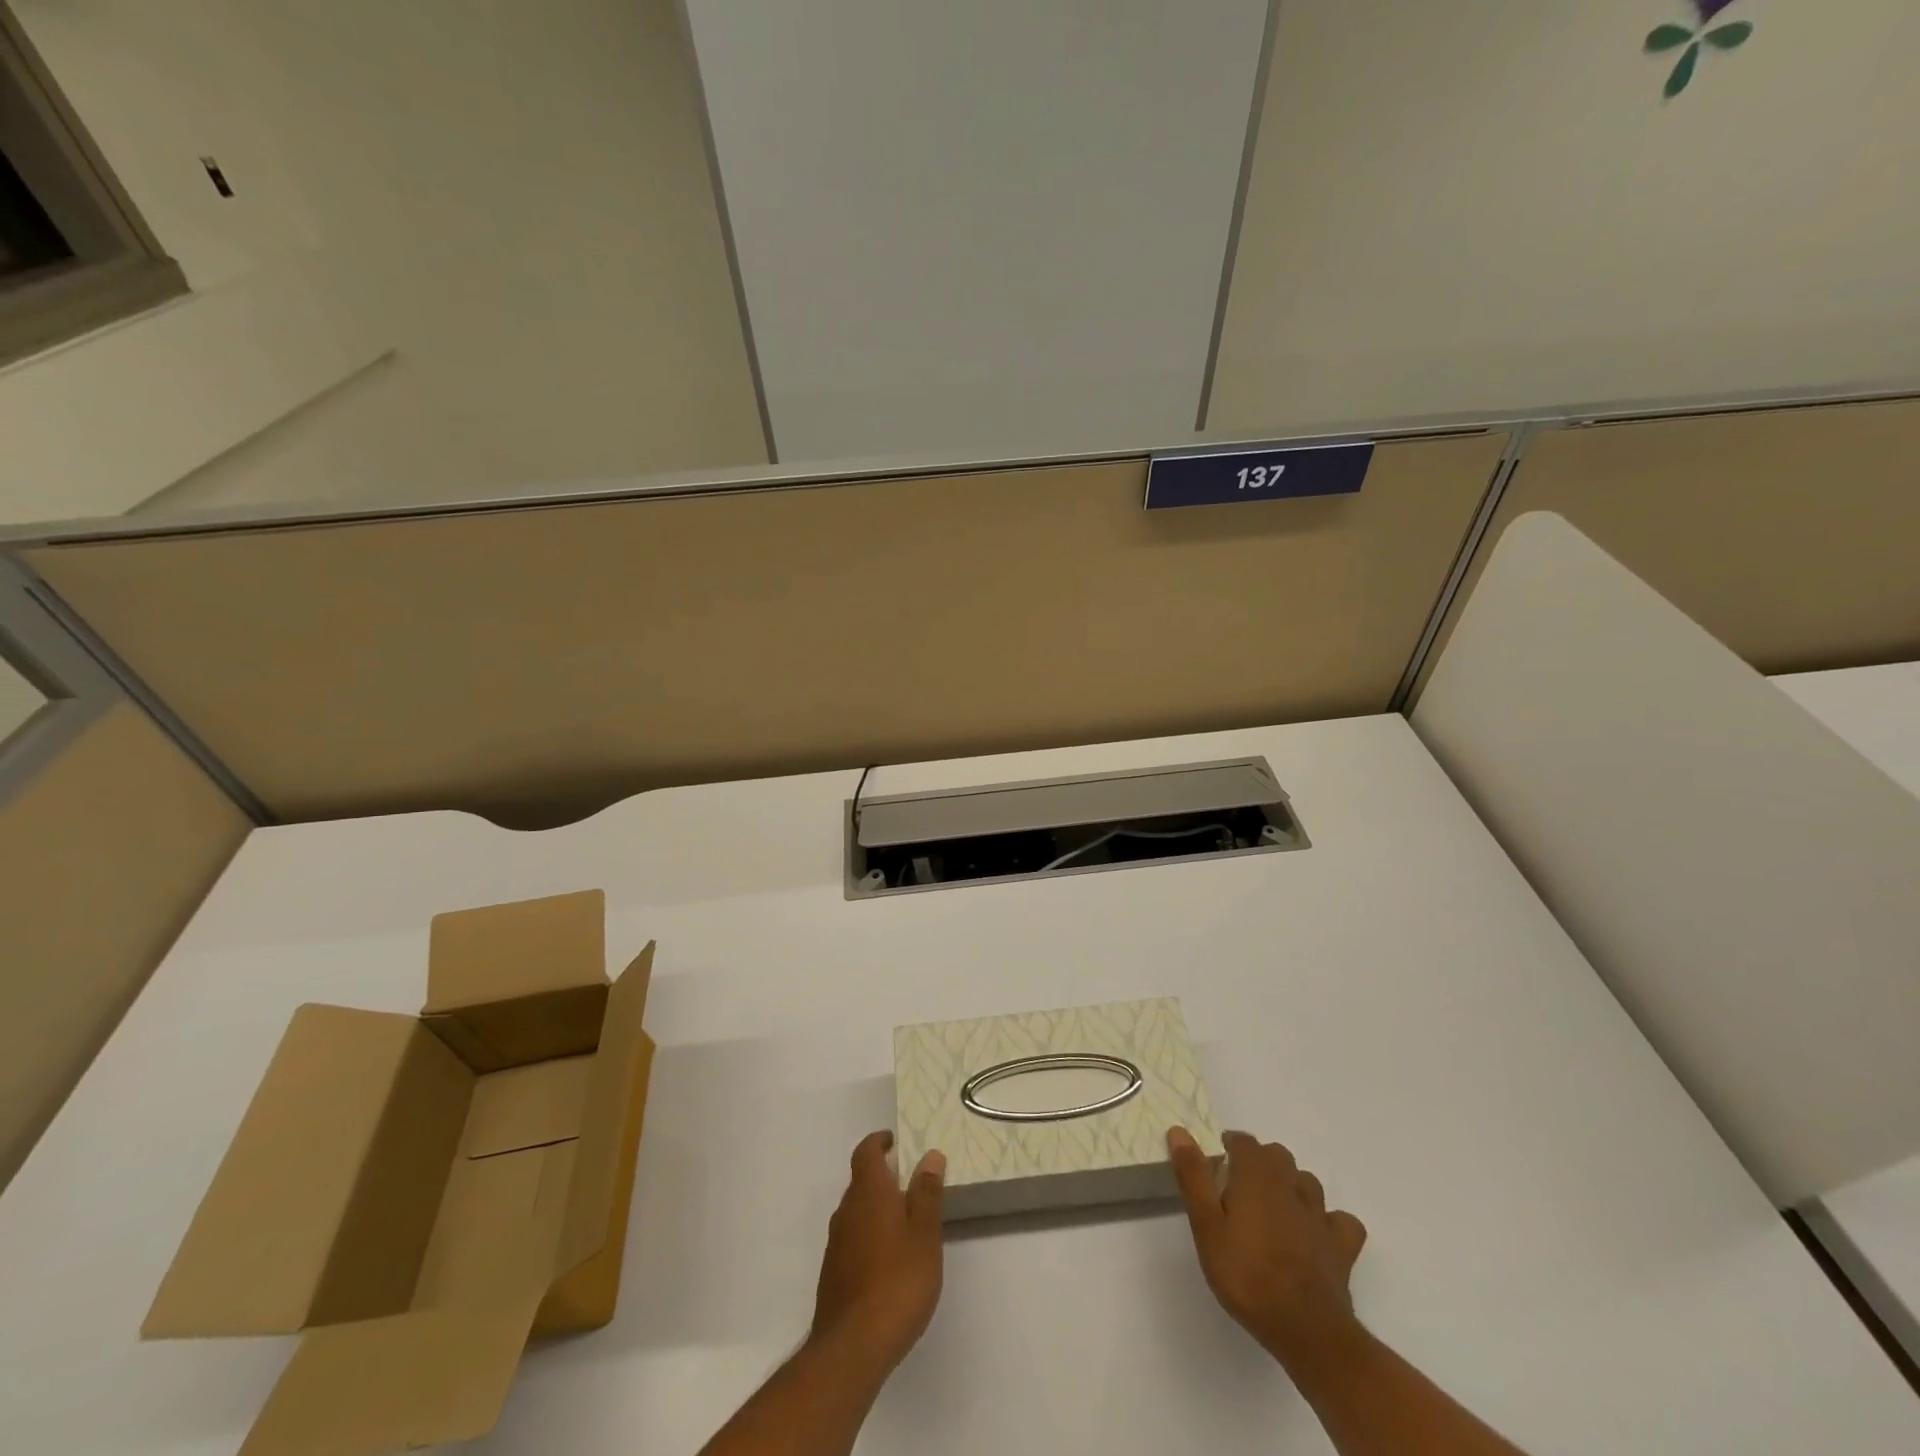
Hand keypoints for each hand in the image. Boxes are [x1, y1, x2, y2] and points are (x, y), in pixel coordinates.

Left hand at [808, 1131, 946, 1378]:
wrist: (852, 1347)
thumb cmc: (897, 1281)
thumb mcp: (925, 1234)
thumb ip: (927, 1193)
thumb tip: (930, 1155)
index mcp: (868, 1192)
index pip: (866, 1152)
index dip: (879, 1142)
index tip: (895, 1141)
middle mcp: (846, 1210)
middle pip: (860, 1181)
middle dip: (882, 1177)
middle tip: (911, 1184)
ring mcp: (836, 1244)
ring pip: (856, 1212)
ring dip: (876, 1209)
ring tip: (905, 1223)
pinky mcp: (833, 1274)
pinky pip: (852, 1240)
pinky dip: (869, 1236)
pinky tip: (887, 1261)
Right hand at [1168, 1127, 1367, 1366]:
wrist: (1307, 1330)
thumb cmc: (1247, 1274)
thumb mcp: (1206, 1226)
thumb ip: (1193, 1176)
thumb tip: (1179, 1130)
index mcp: (1257, 1175)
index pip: (1244, 1141)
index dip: (1230, 1146)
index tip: (1216, 1162)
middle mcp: (1291, 1185)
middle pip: (1277, 1156)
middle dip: (1260, 1162)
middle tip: (1240, 1186)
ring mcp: (1320, 1216)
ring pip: (1307, 1183)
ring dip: (1291, 1185)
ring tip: (1274, 1206)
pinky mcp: (1341, 1247)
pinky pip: (1340, 1221)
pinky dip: (1328, 1221)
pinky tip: (1316, 1233)